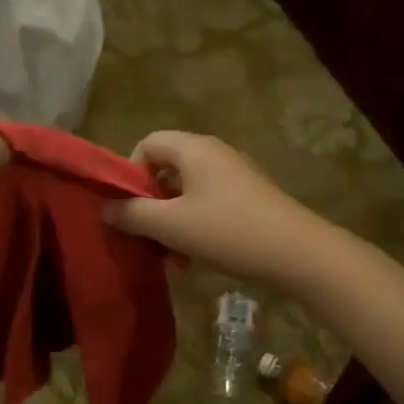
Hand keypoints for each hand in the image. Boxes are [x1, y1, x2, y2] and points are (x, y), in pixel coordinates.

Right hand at [103, 131, 328, 287]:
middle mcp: (214, 153)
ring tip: (171, 258)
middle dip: (150, 204)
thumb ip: (132, 214)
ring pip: (187, 192)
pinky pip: (209, 204)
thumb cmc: (227, 231)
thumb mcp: (171, 225)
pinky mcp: (250, 198)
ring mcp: (235, 175)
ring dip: (171, 222)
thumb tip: (105, 208)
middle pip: (166, 169)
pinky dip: (195, 226)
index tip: (128, 208)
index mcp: (194, 149)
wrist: (298, 253)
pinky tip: (195, 259)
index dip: (130, 173)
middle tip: (145, 236)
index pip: (147, 143)